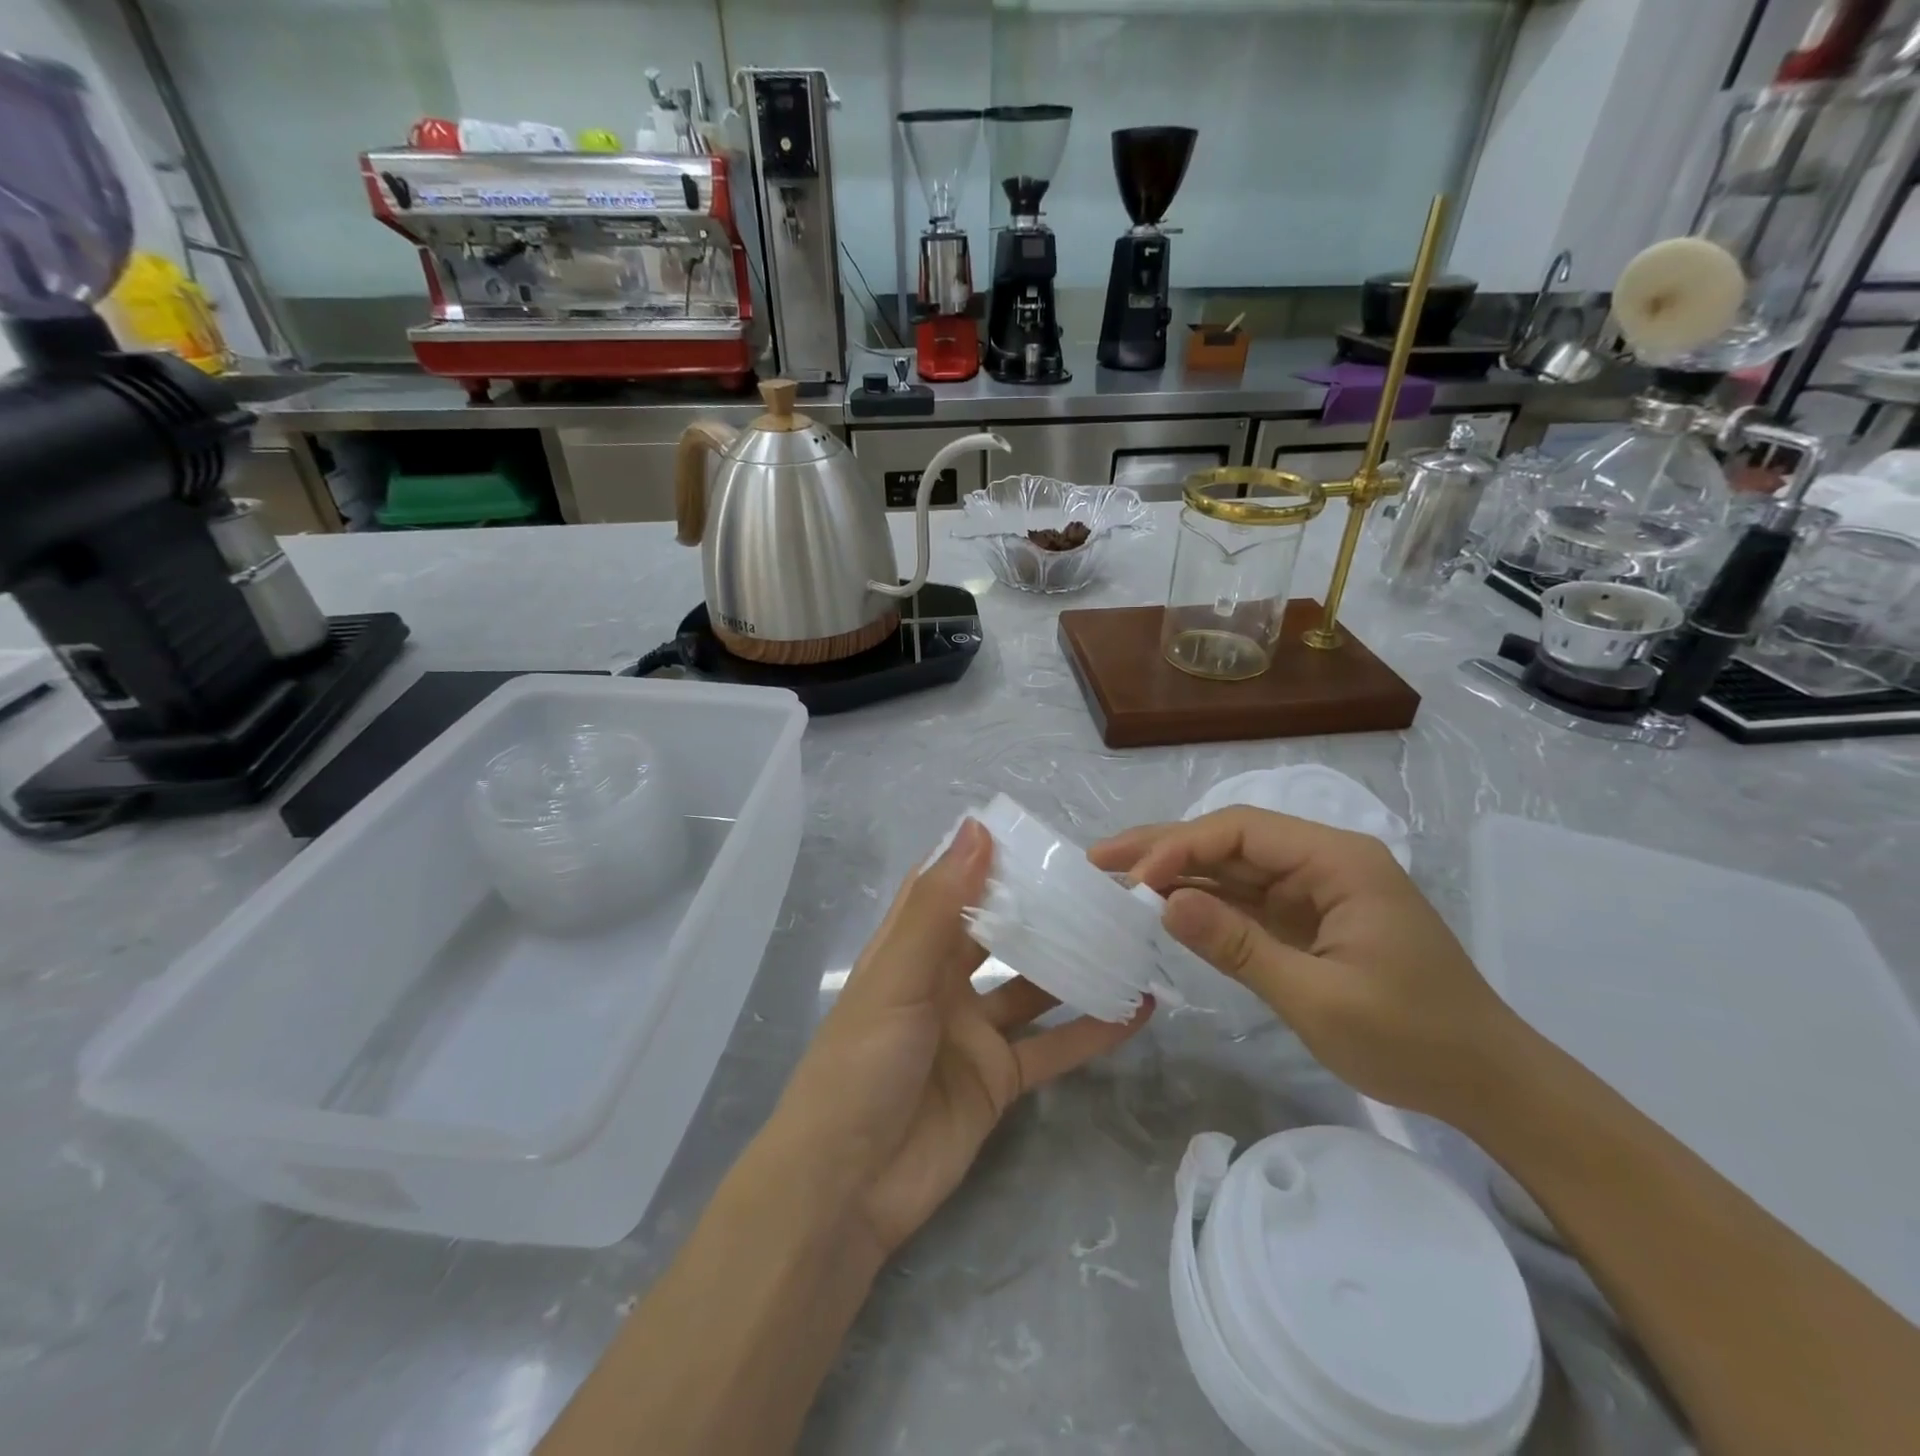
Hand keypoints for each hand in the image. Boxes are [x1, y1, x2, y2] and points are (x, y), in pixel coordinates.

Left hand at [768, 819, 1150, 1259]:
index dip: (984, 858)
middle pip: (999, 933)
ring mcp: (974, 1032)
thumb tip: (978, 829)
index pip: (949, 887)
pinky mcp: (999, 1080)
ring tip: (1130, 936)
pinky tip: (1140, 1009)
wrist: (848, 1187)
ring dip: (1076, 965)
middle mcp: (943, 982)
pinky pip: (1054, 1046)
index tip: (1036, 835)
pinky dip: (1094, 1030)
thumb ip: (941, 907)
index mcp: (910, 948)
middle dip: (1042, 910)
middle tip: (1102, 883)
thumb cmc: (862, 1065)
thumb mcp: (898, 977)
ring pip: (1034, 987)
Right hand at [1090, 807, 1522, 1120]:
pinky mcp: (1308, 919)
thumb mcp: (1318, 998)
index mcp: (1337, 861)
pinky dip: (1203, 903)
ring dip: (1176, 873)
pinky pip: (1246, 900)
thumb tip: (1163, 903)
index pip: (1240, 832)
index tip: (1131, 880)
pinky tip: (1162, 905)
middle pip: (1230, 840)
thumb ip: (1238, 946)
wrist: (1488, 1084)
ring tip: (1115, 877)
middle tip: (1099, 857)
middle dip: (1164, 848)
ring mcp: (1315, 890)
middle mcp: (1323, 862)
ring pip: (1232, 868)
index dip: (1179, 848)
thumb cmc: (1413, 1040)